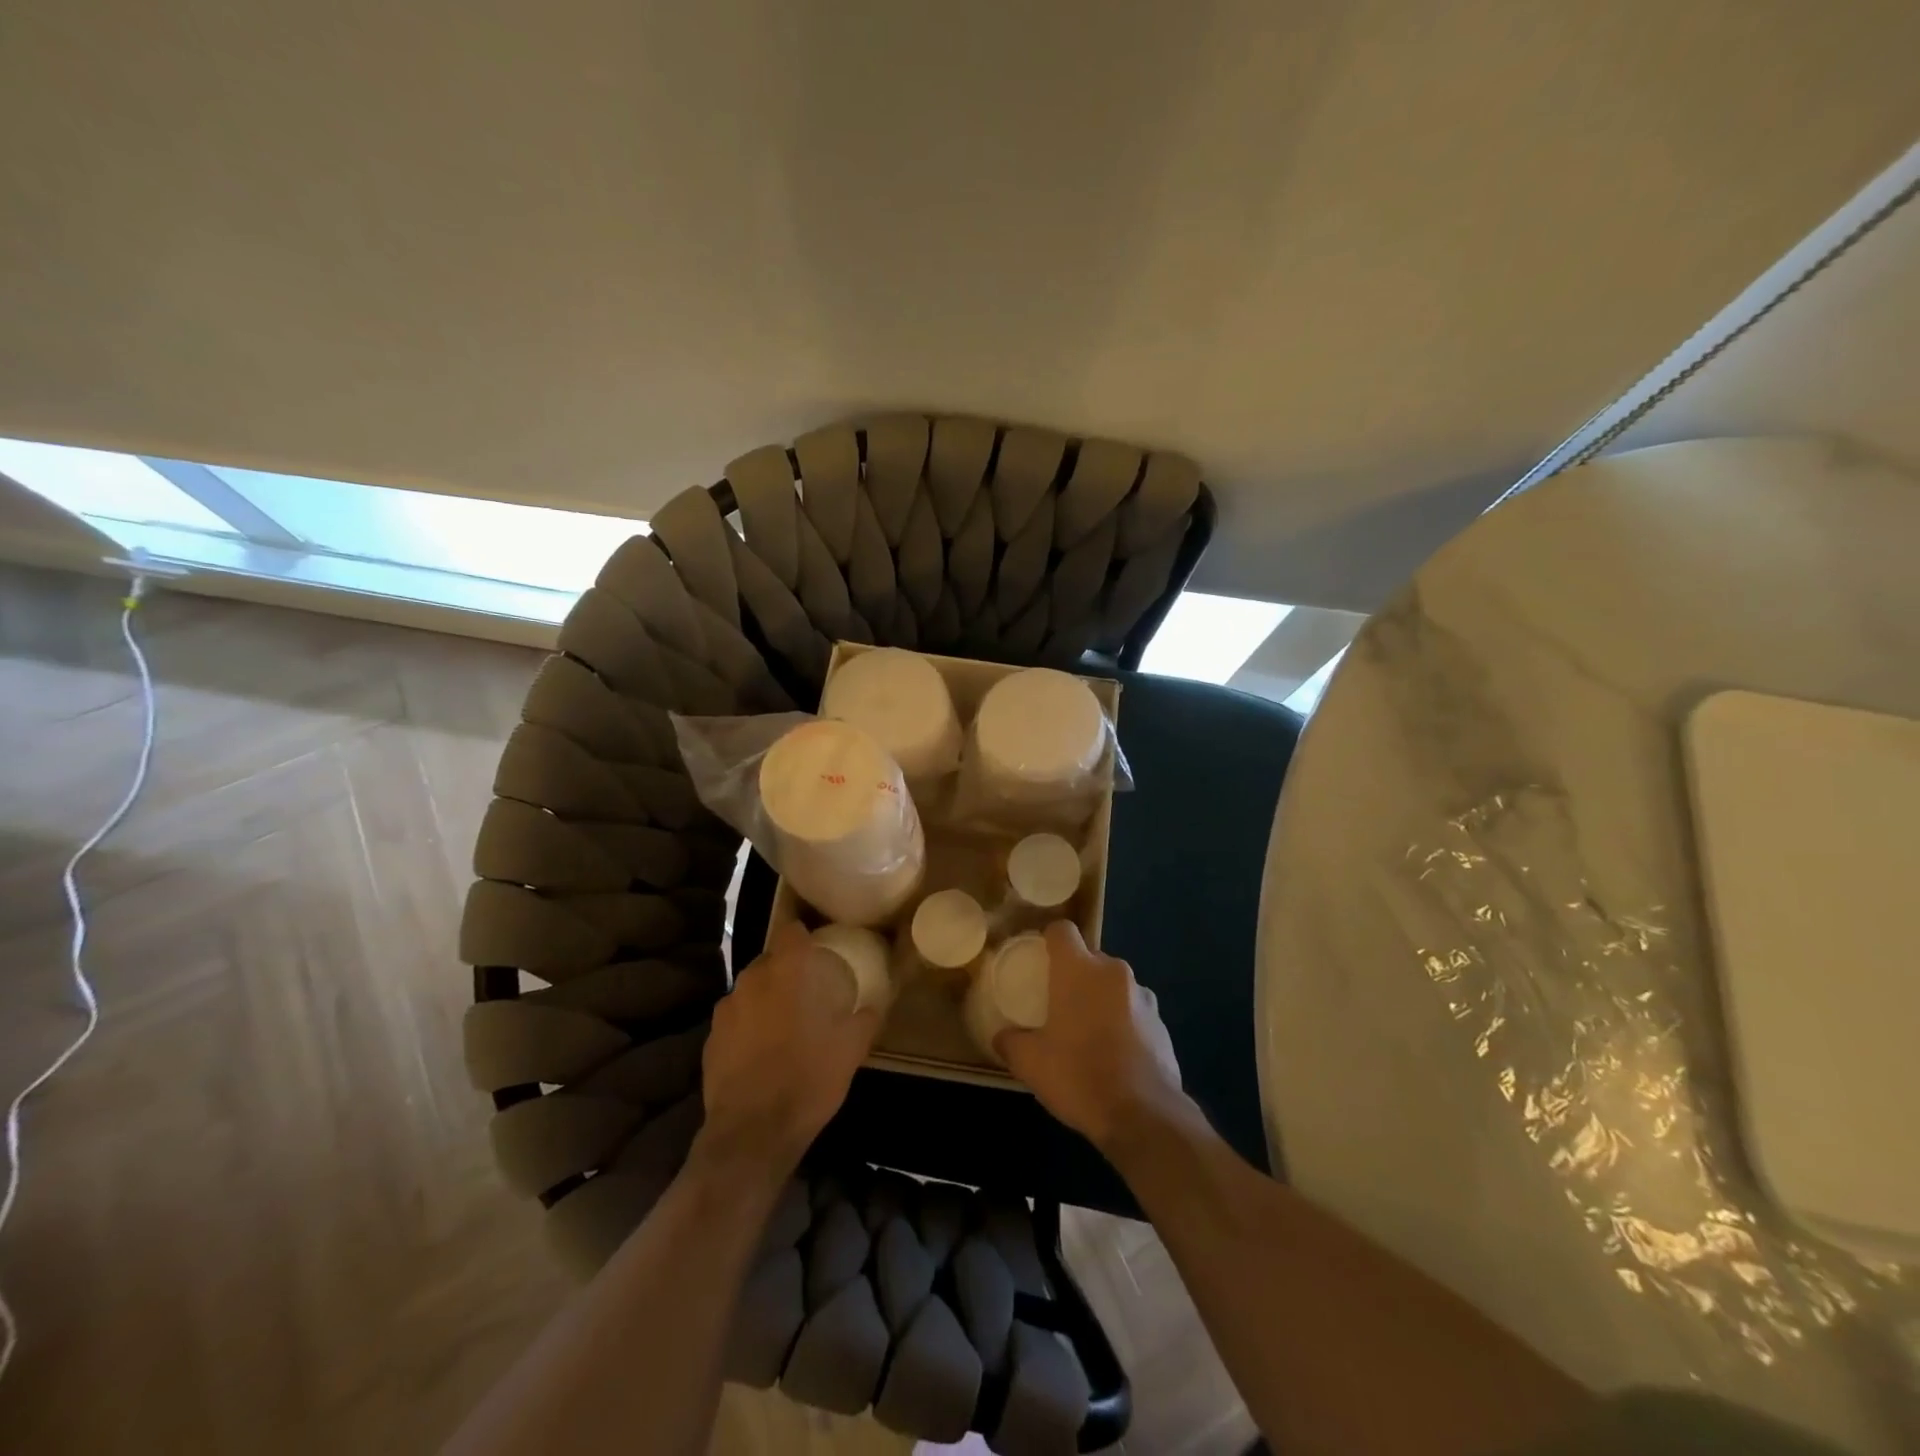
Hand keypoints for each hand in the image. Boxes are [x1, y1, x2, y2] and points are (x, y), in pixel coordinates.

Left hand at [694, 922, 880, 1178]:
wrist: (753, 1132)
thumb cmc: (810, 1077)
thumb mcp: (852, 1048)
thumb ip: (865, 1018)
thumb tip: (873, 1005)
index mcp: (787, 971)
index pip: (791, 929)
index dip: (804, 934)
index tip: (818, 946)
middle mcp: (752, 979)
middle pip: (770, 959)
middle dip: (786, 970)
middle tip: (807, 990)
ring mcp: (726, 1008)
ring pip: (751, 989)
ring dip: (766, 998)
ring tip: (784, 1023)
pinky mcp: (710, 1038)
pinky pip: (735, 1018)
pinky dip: (748, 1025)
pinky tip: (761, 1051)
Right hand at [995, 922, 1187, 1154]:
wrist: (1143, 1116)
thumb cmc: (1078, 1076)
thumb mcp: (1030, 1063)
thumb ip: (1011, 1042)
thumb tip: (1002, 1037)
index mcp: (1079, 969)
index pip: (1062, 930)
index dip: (1049, 940)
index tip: (1040, 960)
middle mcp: (1114, 972)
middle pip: (1090, 958)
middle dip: (1076, 975)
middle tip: (1059, 1004)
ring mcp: (1143, 997)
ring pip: (1115, 986)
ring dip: (1101, 1000)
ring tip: (1088, 1034)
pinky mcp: (1162, 1024)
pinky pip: (1135, 1012)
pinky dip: (1123, 1023)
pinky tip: (1114, 1057)